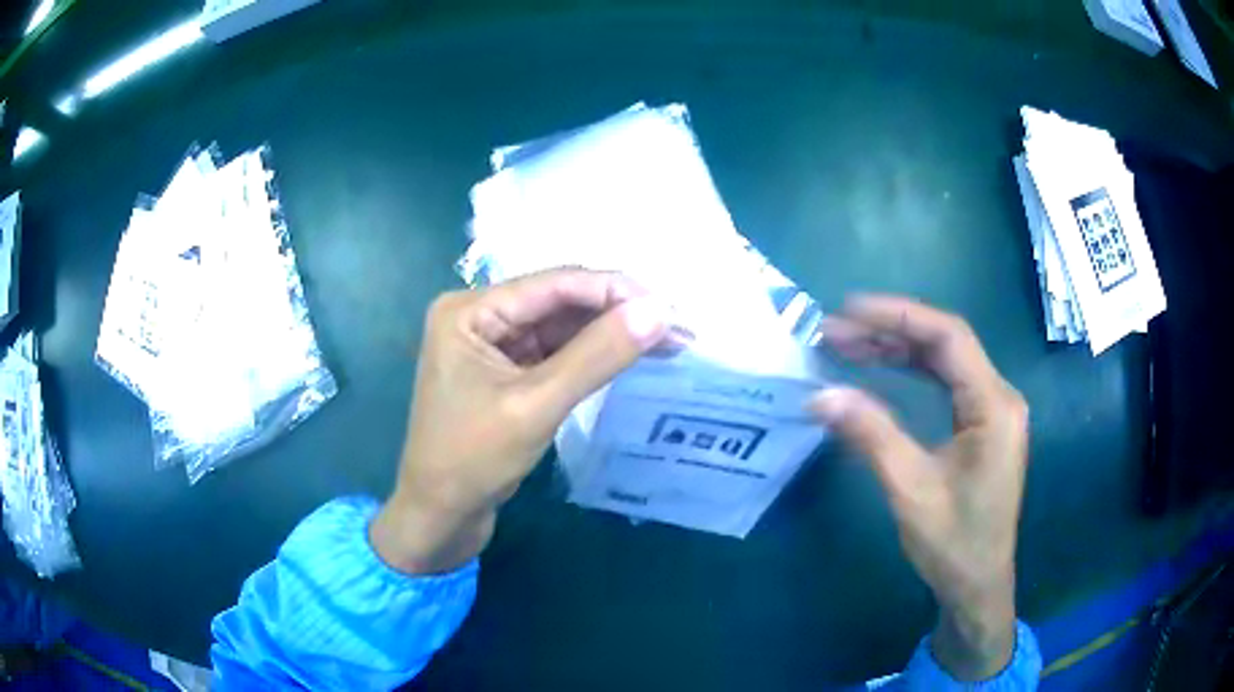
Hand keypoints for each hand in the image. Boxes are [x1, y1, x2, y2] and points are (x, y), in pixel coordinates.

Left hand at [370, 269, 670, 574]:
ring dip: (610, 335)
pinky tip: (629, 358)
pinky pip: (555, 353)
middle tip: (677, 327)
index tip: (670, 307)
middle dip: (617, 314)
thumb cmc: (473, 460)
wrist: (440, 515)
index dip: (615, 291)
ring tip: (668, 342)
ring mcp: (491, 344)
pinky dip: (591, 357)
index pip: (554, 285)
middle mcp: (479, 316)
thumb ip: (598, 355)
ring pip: (562, 328)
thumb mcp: (537, 405)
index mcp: (469, 310)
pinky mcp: (505, 372)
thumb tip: (659, 311)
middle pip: (559, 302)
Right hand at [809, 296, 1028, 681]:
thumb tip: (821, 395)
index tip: (849, 311)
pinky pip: (946, 383)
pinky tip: (882, 369)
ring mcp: (992, 410)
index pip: (948, 337)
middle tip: (836, 331)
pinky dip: (912, 372)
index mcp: (993, 406)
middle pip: (945, 344)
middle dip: (891, 331)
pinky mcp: (981, 425)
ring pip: (944, 362)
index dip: (898, 316)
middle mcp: (999, 397)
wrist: (977, 585)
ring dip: (898, 350)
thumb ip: (871, 434)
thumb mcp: (910, 489)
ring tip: (849, 345)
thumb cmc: (952, 543)